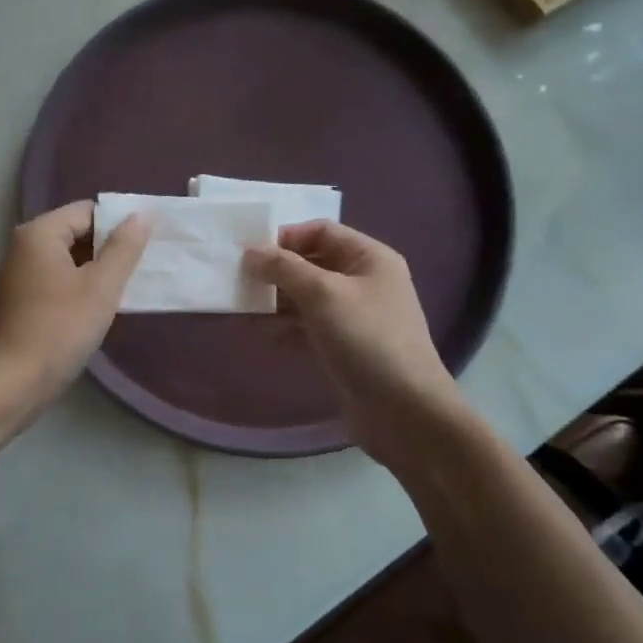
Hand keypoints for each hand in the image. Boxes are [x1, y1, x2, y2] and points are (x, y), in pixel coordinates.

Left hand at [0, 201, 150, 421]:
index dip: (118, 225)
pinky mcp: (18, 302)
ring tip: (123, 291)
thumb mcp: (101, 287)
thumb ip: (124, 248)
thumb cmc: (59, 329)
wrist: (12, 383)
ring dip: (94, 272)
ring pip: (66, 260)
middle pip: (75, 233)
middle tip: (139, 270)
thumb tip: (142, 215)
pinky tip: (95, 310)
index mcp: (38, 233)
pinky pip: (54, 282)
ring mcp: (17, 275)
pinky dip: (76, 289)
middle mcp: (22, 247)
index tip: (144, 248)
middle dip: (107, 249)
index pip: (87, 211)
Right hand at [245, 221, 464, 473]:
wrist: (404, 411)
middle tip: (238, 280)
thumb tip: (249, 252)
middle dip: (275, 271)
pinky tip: (259, 334)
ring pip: (305, 297)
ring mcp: (354, 316)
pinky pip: (307, 327)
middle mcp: (363, 282)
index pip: (321, 231)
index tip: (250, 252)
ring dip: (274, 301)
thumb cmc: (367, 340)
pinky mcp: (343, 347)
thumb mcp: (323, 294)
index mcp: (369, 258)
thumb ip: (284, 268)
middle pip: (311, 263)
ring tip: (240, 308)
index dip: (286, 236)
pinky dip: (283, 328)